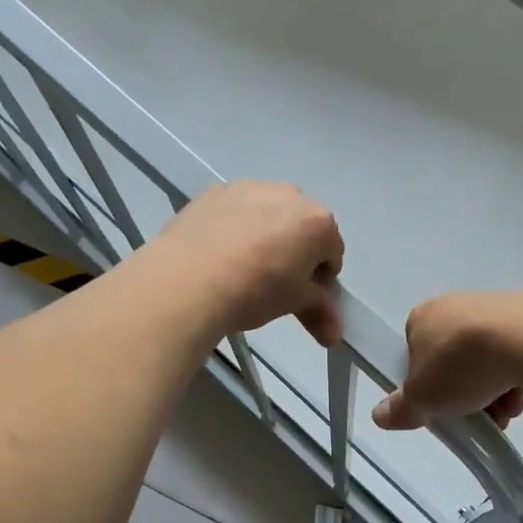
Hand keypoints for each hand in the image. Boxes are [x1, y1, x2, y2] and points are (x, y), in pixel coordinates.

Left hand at [148, 181, 344, 344]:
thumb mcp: (293, 304)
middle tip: (273, 281)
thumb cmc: (254, 291)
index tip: (302, 294)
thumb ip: (319, 312)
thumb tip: (334, 335)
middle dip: (295, 249)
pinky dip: (235, 225)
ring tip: (241, 265)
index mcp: (318, 222)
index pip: (332, 251)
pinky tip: (218, 251)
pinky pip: (236, 209)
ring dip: (265, 233)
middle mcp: (289, 195)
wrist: (188, 279)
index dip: (320, 276)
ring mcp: (250, 187)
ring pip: (268, 212)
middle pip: (302, 225)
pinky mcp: (214, 191)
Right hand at [372, 288, 522, 430]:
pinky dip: (519, 373)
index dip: (428, 385)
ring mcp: (494, 306)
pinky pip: (517, 350)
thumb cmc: (459, 365)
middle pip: (455, 359)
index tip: (442, 408)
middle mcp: (454, 305)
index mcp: (421, 317)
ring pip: (488, 357)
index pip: (416, 354)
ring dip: (494, 389)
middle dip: (465, 391)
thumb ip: (401, 408)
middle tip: (477, 416)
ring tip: (506, 411)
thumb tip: (380, 415)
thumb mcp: (421, 399)